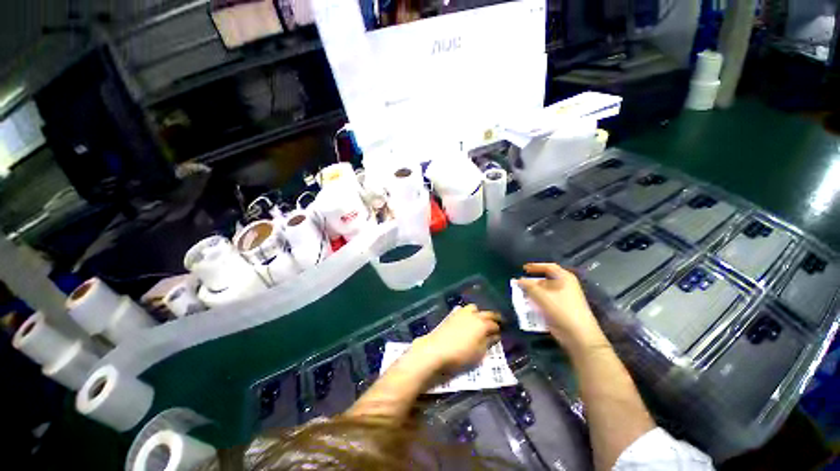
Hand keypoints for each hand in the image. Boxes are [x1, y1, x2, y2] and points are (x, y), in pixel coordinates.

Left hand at [408, 304, 501, 374]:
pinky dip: (467, 313)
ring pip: (474, 308)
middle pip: (487, 313)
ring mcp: (461, 313)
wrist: (436, 349)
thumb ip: (488, 342)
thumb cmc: (460, 355)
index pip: (494, 324)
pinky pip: (462, 309)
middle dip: (493, 317)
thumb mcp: (478, 353)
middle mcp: (473, 315)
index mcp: (482, 324)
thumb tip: (494, 335)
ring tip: (479, 320)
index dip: (499, 329)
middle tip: (496, 323)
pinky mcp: (451, 314)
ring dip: (478, 313)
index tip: (500, 334)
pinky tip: (465, 320)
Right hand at [517, 263, 607, 353]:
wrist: (578, 335)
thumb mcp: (541, 295)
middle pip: (545, 280)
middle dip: (531, 283)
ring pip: (544, 292)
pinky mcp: (560, 310)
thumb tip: (518, 280)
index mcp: (564, 278)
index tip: (523, 268)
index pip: (549, 267)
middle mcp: (565, 286)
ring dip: (532, 294)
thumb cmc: (561, 309)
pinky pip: (545, 302)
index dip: (535, 266)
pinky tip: (527, 306)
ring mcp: (563, 299)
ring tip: (520, 296)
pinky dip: (536, 303)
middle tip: (519, 284)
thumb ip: (528, 286)